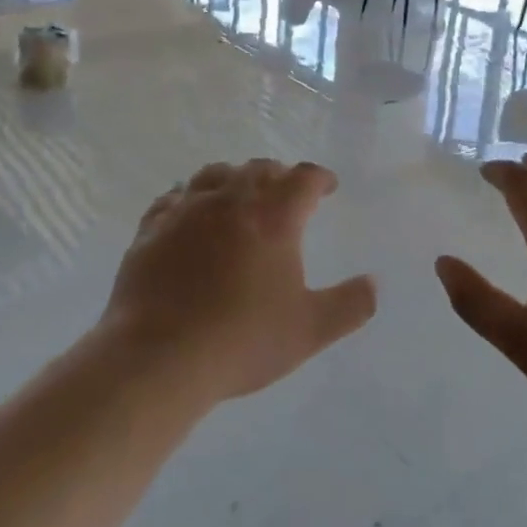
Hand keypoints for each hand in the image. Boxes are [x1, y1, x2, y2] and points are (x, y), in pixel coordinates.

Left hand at [101, 159, 375, 403]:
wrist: (159, 357)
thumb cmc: (242, 340)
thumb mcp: (309, 330)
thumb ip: (349, 305)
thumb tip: (373, 284)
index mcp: (274, 216)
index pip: (304, 178)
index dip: (320, 178)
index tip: (327, 187)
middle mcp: (231, 200)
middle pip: (259, 169)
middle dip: (278, 175)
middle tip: (286, 192)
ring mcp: (187, 210)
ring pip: (215, 174)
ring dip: (234, 179)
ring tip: (239, 196)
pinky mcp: (152, 228)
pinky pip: (174, 198)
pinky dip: (190, 198)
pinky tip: (189, 213)